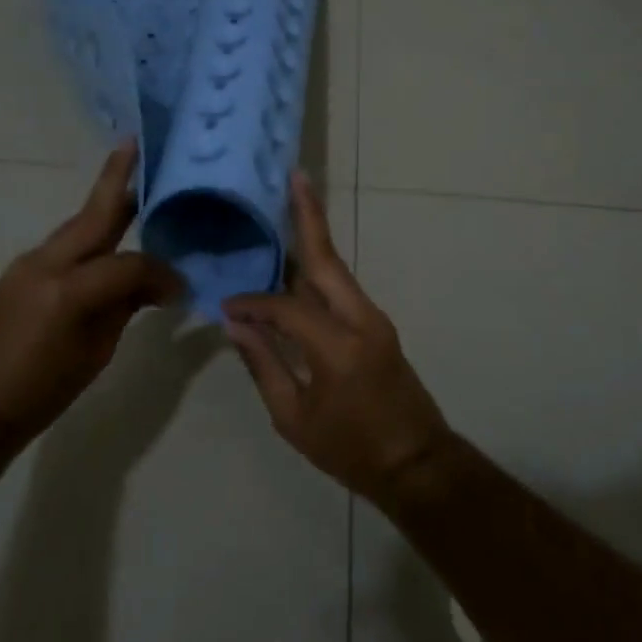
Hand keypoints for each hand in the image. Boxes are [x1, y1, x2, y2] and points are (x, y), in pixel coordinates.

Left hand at [0, 141, 180, 438]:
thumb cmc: (41, 390)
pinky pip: (63, 244)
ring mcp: (29, 263)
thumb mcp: (95, 353)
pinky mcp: (19, 271)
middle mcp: (48, 263)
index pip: (130, 264)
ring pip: (77, 225)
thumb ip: (123, 309)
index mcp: (70, 289)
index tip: (179, 289)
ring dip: (104, 206)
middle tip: (135, 145)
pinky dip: (89, 236)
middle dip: (116, 178)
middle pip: (93, 214)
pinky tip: (106, 241)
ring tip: (134, 192)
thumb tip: (152, 286)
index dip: (160, 273)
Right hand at [222, 173, 453, 503]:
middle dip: (308, 215)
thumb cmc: (351, 450)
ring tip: (290, 205)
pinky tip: (295, 262)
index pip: (286, 306)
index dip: (253, 302)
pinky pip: (340, 288)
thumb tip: (237, 324)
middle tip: (293, 177)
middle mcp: (361, 318)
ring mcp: (374, 318)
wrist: (416, 464)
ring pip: (336, 268)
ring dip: (313, 237)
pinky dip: (317, 268)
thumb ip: (264, 365)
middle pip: (327, 258)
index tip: (226, 306)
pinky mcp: (376, 324)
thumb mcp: (294, 418)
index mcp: (338, 345)